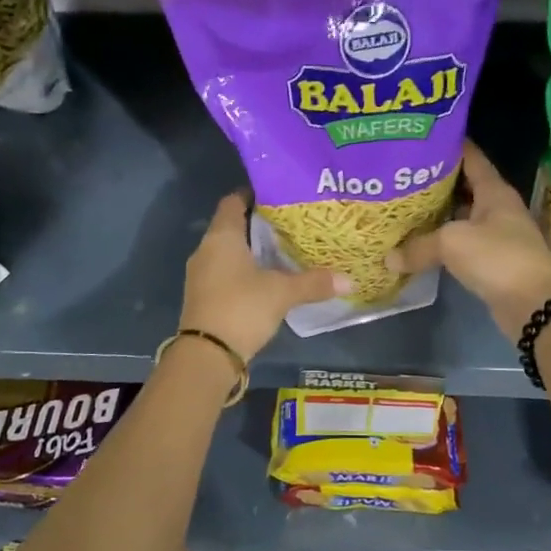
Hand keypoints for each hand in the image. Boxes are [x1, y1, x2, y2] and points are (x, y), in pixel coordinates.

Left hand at [180, 192, 350, 361]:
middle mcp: (206, 250)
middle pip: (232, 227)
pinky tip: (268, 280)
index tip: (279, 195)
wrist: (206, 356)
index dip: (253, 194)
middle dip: (259, 225)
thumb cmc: (241, 308)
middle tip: (291, 224)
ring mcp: (201, 275)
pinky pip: (225, 273)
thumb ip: (314, 282)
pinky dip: (245, 272)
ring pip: (229, 252)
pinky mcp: (204, 296)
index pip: (233, 202)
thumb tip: (349, 280)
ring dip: (252, 251)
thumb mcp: (282, 293)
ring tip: (284, 251)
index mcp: (222, 237)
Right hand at [386, 140, 550, 340]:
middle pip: (464, 187)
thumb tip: (388, 258)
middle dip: (436, 182)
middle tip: (403, 176)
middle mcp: (498, 208)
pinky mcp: (493, 261)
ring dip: (438, 215)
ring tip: (405, 207)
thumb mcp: (452, 243)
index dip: (450, 146)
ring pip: (462, 217)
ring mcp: (497, 235)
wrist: (534, 304)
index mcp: (494, 191)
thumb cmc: (497, 257)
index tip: (423, 139)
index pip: (472, 158)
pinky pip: (462, 244)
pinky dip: (442, 242)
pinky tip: (420, 243)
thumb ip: (418, 246)